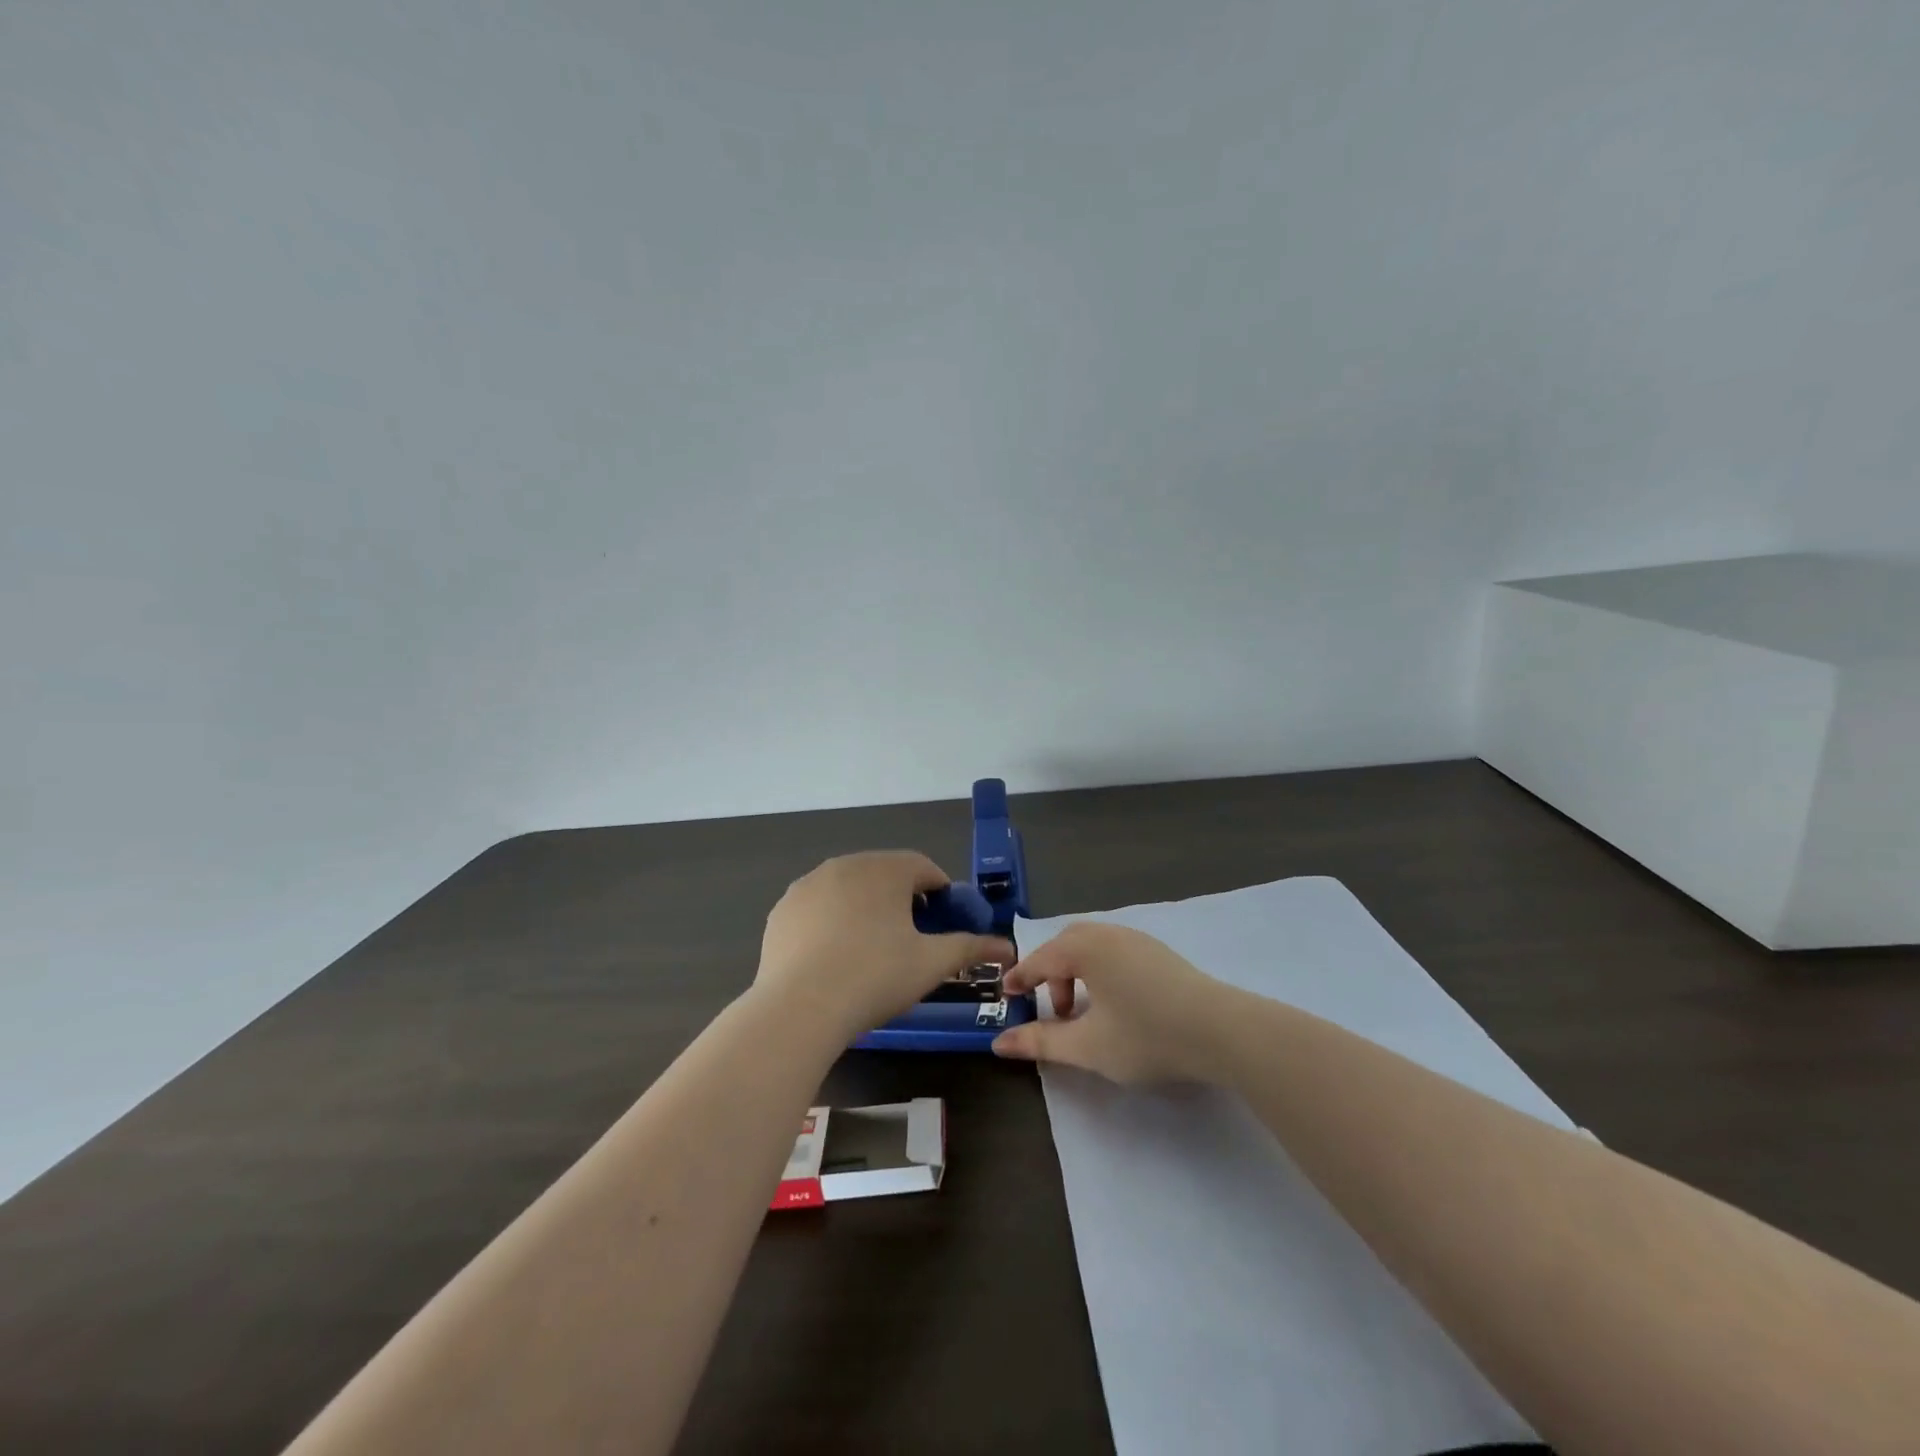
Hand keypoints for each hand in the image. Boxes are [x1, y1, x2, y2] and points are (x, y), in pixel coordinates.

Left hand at [755, 851, 1015, 1041]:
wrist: (799, 1009)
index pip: (924, 868)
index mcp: (885, 869)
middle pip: (885, 875)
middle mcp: (845, 865)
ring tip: (870, 952)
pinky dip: (831, 923)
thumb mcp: (931, 963)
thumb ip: (970, 947)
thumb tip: (1007, 946)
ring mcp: (807, 885)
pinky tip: (833, 958)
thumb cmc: (875, 977)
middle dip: (902, 901)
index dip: (940, 894)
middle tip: (910, 941)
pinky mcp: (782, 910)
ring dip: (866, 909)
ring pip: (849, 890)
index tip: (943, 924)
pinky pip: (818, 908)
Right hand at [990, 922, 1223, 1082]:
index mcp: (1086, 949)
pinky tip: (1115, 1003)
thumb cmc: (1147, 1036)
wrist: (1222, 1031)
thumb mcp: (1088, 1047)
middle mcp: (1109, 934)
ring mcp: (1138, 940)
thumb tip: (999, 1042)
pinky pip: (1114, 950)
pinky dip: (1100, 969)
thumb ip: (1041, 1042)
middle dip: (1051, 973)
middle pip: (1066, 944)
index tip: (1007, 996)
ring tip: (1084, 1012)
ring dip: (1077, 972)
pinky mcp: (1160, 953)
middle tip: (1052, 1009)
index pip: (1041, 959)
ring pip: (1093, 945)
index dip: (1021, 978)